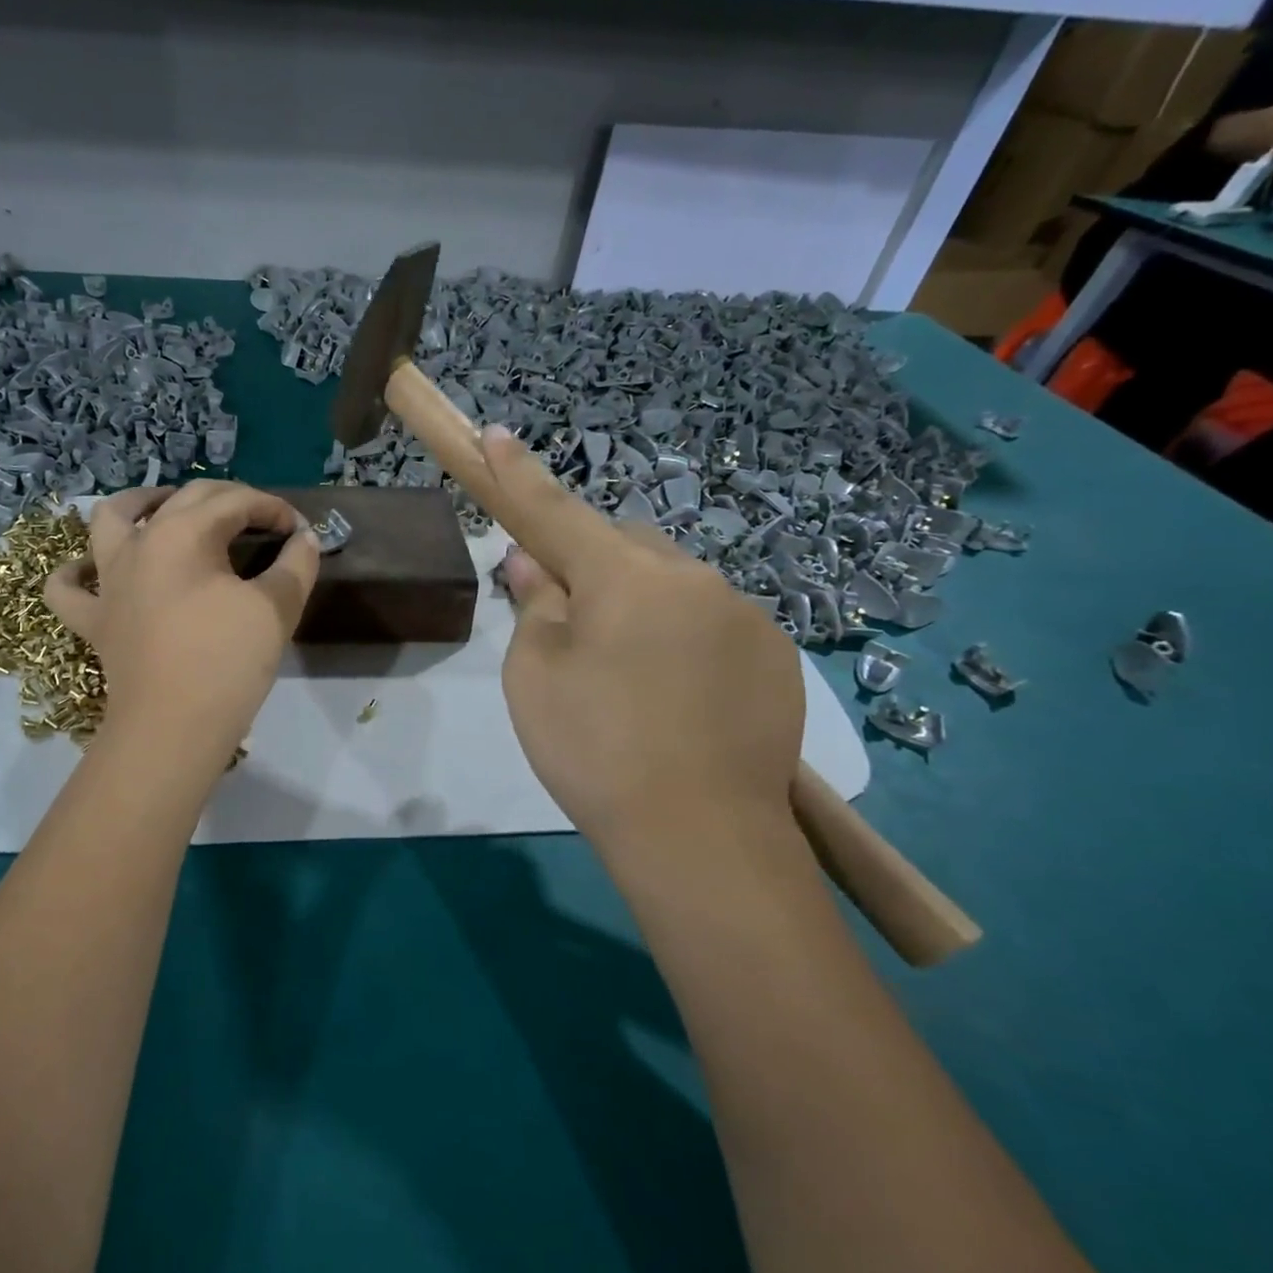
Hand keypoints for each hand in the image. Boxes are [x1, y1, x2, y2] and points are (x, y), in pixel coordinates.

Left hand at [44, 482, 319, 758]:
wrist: (173, 728)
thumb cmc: (227, 662)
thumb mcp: (276, 609)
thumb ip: (296, 565)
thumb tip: (304, 539)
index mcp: (183, 533)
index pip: (236, 502)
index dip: (274, 509)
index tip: (300, 530)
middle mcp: (138, 543)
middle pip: (184, 499)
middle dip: (229, 499)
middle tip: (260, 520)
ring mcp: (108, 581)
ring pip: (109, 519)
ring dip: (140, 503)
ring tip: (166, 506)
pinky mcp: (93, 619)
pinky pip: (69, 587)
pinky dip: (78, 572)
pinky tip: (93, 570)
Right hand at [482, 427, 803, 848]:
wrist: (703, 839)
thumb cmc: (596, 750)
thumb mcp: (536, 677)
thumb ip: (535, 606)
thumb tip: (534, 564)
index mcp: (626, 576)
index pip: (556, 512)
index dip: (519, 475)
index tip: (496, 433)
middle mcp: (693, 576)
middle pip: (624, 546)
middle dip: (592, 566)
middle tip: (570, 626)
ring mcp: (744, 614)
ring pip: (671, 584)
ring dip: (641, 605)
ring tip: (628, 678)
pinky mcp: (776, 655)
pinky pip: (711, 621)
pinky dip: (682, 637)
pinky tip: (676, 698)